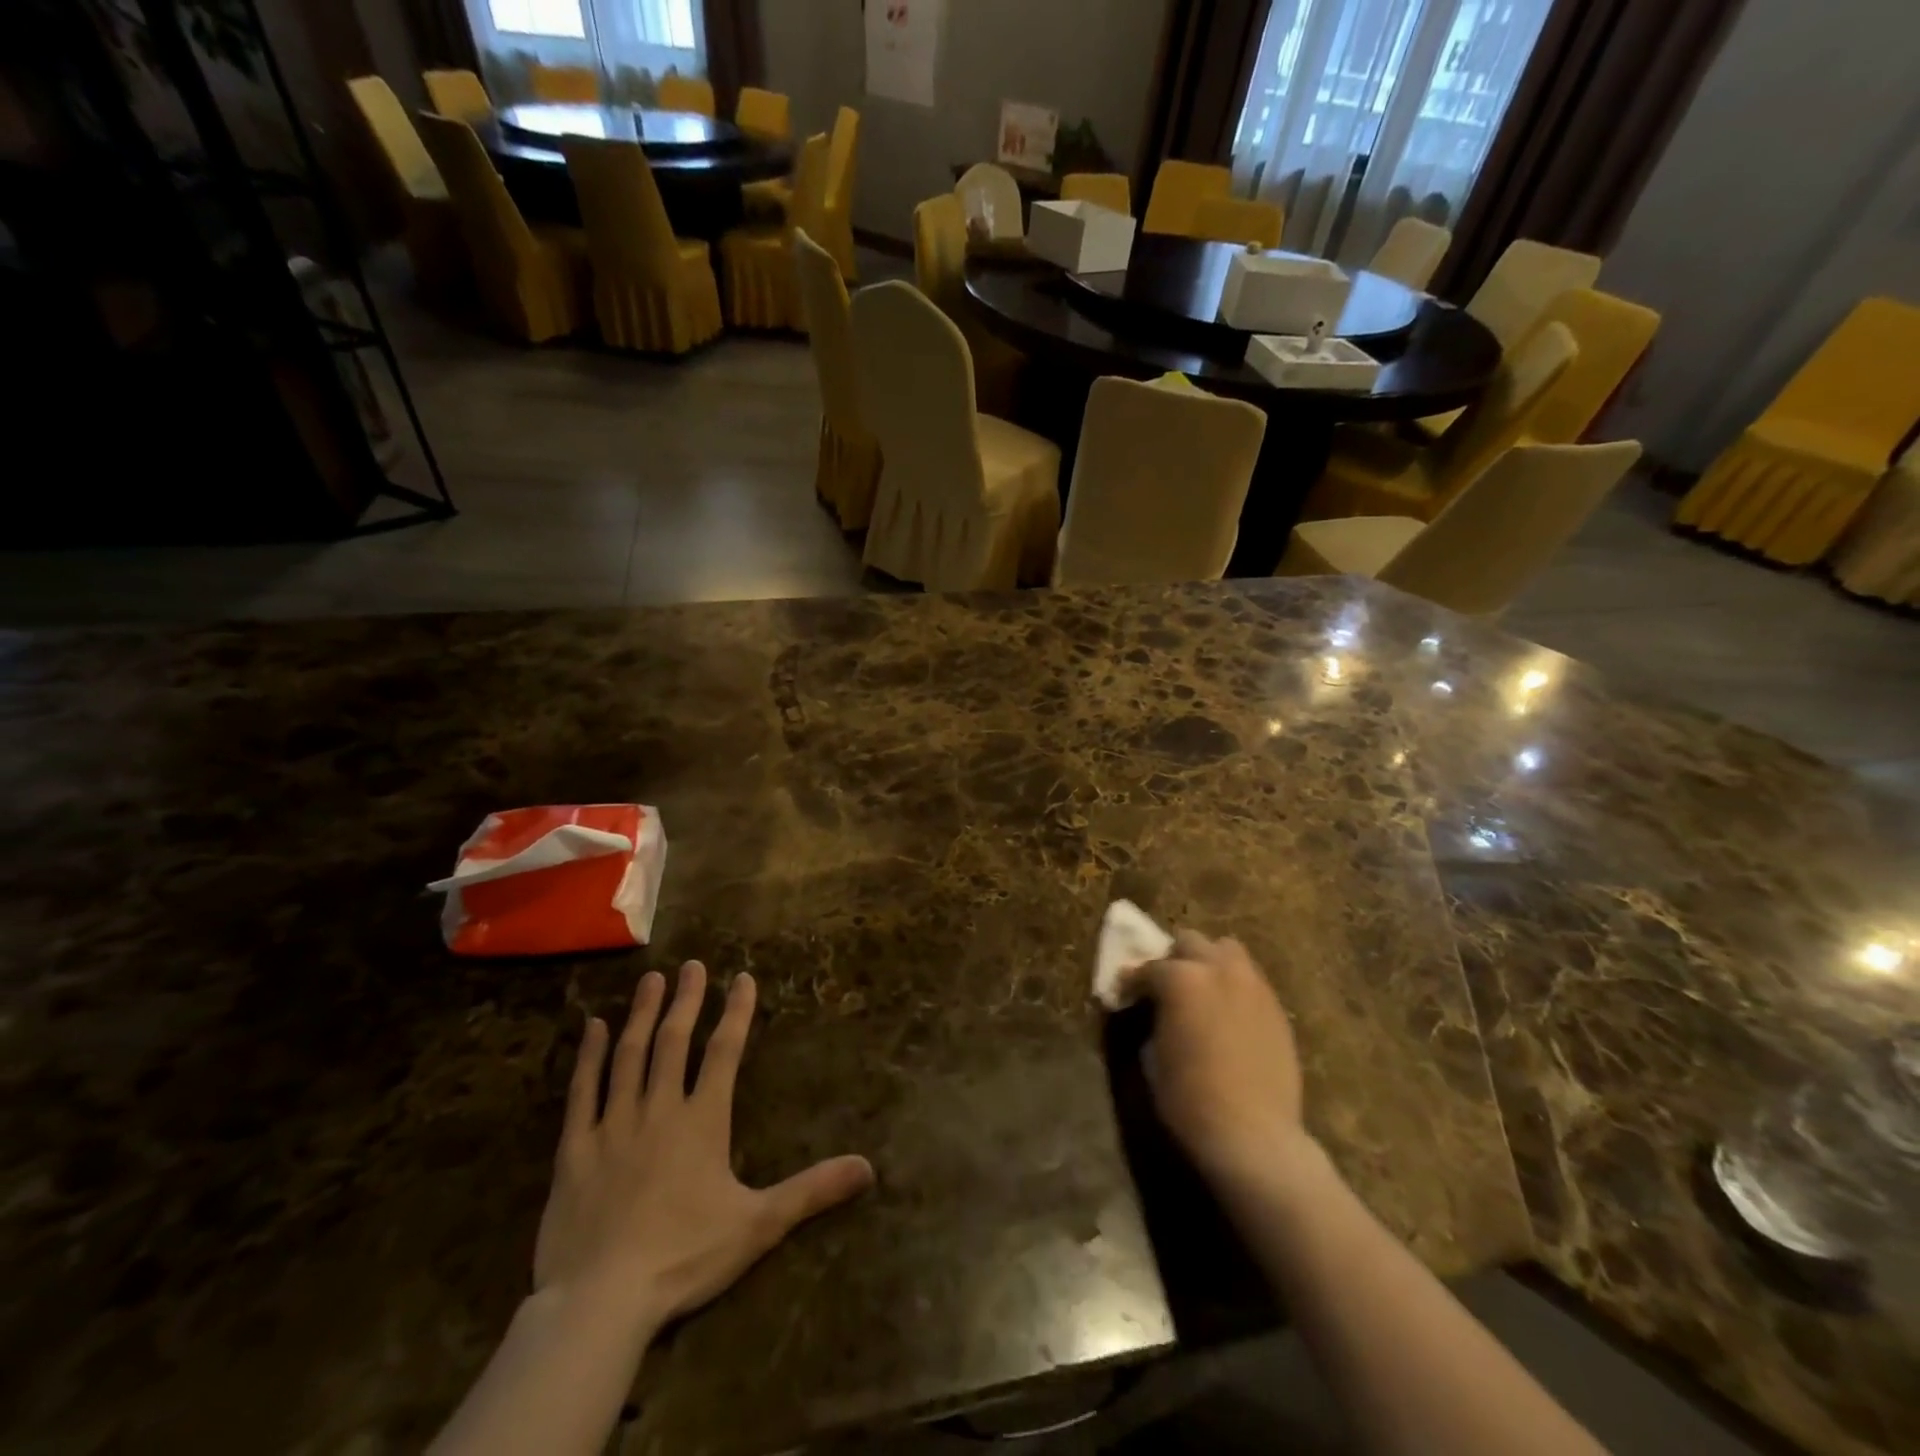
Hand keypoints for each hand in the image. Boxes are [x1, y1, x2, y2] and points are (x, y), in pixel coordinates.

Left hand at [533, 962, 874, 1335]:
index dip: (736, 1013)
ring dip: (642, 1015)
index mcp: (703, 1121)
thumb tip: (868, 1168)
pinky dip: (588, 1056)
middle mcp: (659, 1110)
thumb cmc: (684, 1257)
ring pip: (629, 1056)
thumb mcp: (759, 1225)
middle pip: (675, 1042)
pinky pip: (581, 1092)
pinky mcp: (575, 1150)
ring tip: (651, 980)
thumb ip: (812, 1190)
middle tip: (692, 965)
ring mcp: (613, 1126)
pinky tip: (591, 1027)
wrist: (600, 1302)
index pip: (724, 1053)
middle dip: (687, 1000)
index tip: (742, 978)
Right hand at [1123, 930, 1317, 1190]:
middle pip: (1190, 943)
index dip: (1133, 982)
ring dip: (1209, 963)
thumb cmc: (1190, 1099)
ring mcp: (1252, 985)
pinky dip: (1233, 986)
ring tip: (1202, 991)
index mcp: (1181, 979)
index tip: (1125, 995)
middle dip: (1174, 960)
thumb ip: (1152, 1017)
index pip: (1148, 968)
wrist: (1254, 1136)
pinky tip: (1227, 1014)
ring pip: (1227, 950)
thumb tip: (1150, 1007)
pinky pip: (1250, 980)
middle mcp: (1218, 969)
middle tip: (1166, 988)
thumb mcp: (1154, 1055)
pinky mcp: (1275, 1007)